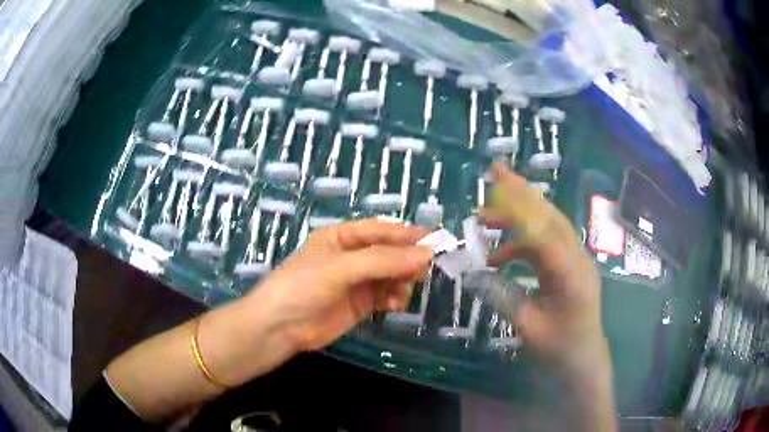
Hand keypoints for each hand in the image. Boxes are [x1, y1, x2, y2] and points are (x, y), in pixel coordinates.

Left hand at [247, 219, 432, 351]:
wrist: (280, 327)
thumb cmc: (304, 286)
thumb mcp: (342, 268)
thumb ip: (384, 261)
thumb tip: (426, 254)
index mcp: (341, 237)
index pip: (380, 230)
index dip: (406, 233)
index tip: (434, 239)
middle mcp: (351, 256)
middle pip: (388, 252)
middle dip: (407, 259)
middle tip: (426, 268)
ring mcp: (356, 281)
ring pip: (390, 274)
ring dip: (402, 280)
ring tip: (405, 291)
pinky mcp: (359, 304)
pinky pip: (385, 295)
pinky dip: (394, 298)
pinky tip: (394, 304)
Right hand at [481, 163, 608, 375]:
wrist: (584, 360)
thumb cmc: (558, 349)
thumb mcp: (527, 327)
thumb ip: (502, 296)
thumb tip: (474, 272)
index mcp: (570, 275)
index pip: (543, 230)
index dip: (518, 204)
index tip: (496, 182)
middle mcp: (577, 259)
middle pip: (550, 216)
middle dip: (522, 193)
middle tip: (495, 173)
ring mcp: (577, 260)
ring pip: (549, 226)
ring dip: (519, 218)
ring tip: (485, 220)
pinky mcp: (572, 265)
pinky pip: (548, 243)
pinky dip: (523, 243)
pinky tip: (500, 258)